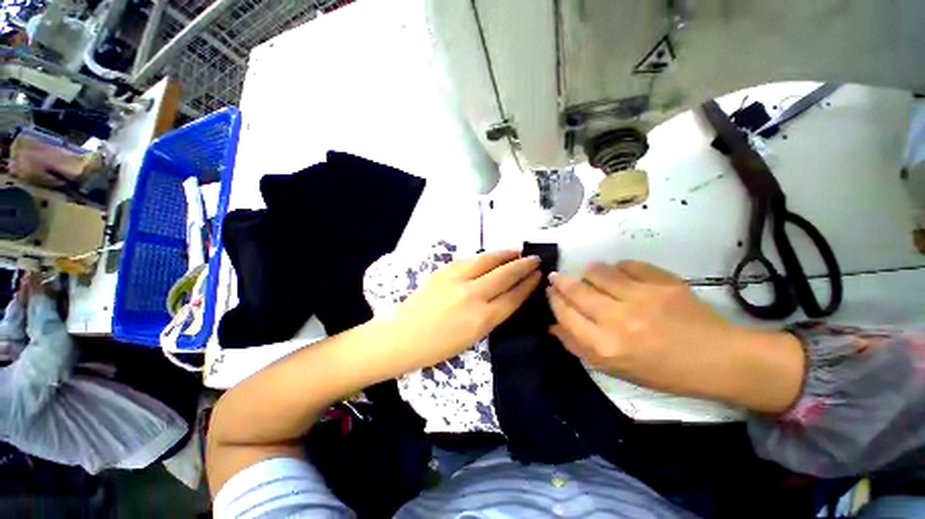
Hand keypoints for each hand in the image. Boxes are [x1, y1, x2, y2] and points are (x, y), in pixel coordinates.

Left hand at [376, 250, 540, 373]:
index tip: (537, 275)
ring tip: (516, 250)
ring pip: (487, 260)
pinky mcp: (443, 272)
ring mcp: (456, 280)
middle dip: (523, 265)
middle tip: (534, 258)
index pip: (513, 296)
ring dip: (505, 254)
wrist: (402, 336)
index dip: (528, 284)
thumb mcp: (472, 338)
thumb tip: (505, 296)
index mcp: (482, 319)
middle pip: (505, 275)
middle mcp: (473, 295)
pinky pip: (469, 260)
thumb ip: (491, 315)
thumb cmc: (437, 347)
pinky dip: (483, 256)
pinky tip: (490, 255)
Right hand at [547, 260, 804, 412]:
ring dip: (587, 273)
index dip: (553, 299)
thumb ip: (579, 346)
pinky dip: (618, 268)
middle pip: (575, 290)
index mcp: (605, 346)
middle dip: (560, 281)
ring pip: (597, 272)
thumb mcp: (615, 369)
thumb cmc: (663, 371)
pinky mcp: (663, 283)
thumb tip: (553, 325)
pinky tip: (621, 276)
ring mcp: (641, 298)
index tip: (550, 291)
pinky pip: (627, 265)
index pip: (565, 313)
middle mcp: (618, 320)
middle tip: (557, 277)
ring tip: (590, 277)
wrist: (719, 360)